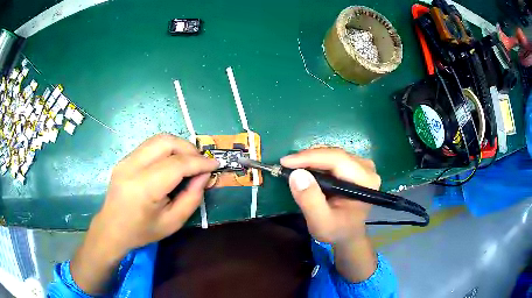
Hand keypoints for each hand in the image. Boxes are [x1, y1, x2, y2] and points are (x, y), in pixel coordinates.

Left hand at [71, 134, 217, 293]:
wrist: (111, 229)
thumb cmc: (142, 231)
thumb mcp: (173, 222)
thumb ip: (192, 197)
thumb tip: (204, 175)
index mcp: (143, 188)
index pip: (176, 165)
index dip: (199, 162)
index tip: (215, 164)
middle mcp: (132, 167)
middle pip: (166, 142)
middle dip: (189, 148)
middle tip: (201, 162)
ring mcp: (125, 160)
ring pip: (158, 139)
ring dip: (178, 146)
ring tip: (189, 161)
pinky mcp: (124, 159)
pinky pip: (150, 145)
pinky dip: (166, 149)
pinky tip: (172, 163)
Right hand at [281, 148, 379, 243]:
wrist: (348, 235)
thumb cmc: (336, 230)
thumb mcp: (320, 222)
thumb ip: (310, 200)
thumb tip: (297, 174)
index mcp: (364, 181)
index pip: (337, 160)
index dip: (310, 157)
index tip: (285, 162)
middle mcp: (367, 168)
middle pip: (334, 154)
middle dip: (308, 158)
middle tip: (286, 165)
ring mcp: (362, 165)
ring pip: (332, 153)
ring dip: (311, 159)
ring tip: (293, 167)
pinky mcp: (355, 166)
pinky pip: (332, 158)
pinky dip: (316, 162)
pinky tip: (305, 169)